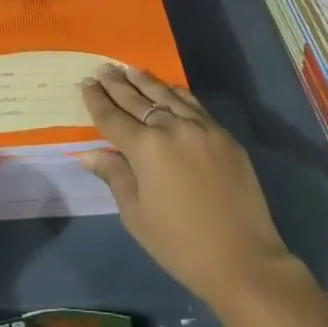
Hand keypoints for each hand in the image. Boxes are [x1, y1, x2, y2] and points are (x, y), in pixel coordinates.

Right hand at [81, 64, 293, 302]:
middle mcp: (172, 127)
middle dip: (118, 84)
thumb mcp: (136, 215)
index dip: (97, 100)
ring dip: (146, 81)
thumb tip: (89, 153)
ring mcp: (201, 127)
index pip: (113, 117)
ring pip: (167, 95)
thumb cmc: (180, 243)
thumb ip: (114, 176)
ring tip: (130, 69)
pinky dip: (177, 93)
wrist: (242, 258)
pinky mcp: (223, 135)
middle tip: (103, 68)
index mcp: (146, 147)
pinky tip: (169, 88)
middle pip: (138, 99)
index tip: (85, 83)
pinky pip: (194, 105)